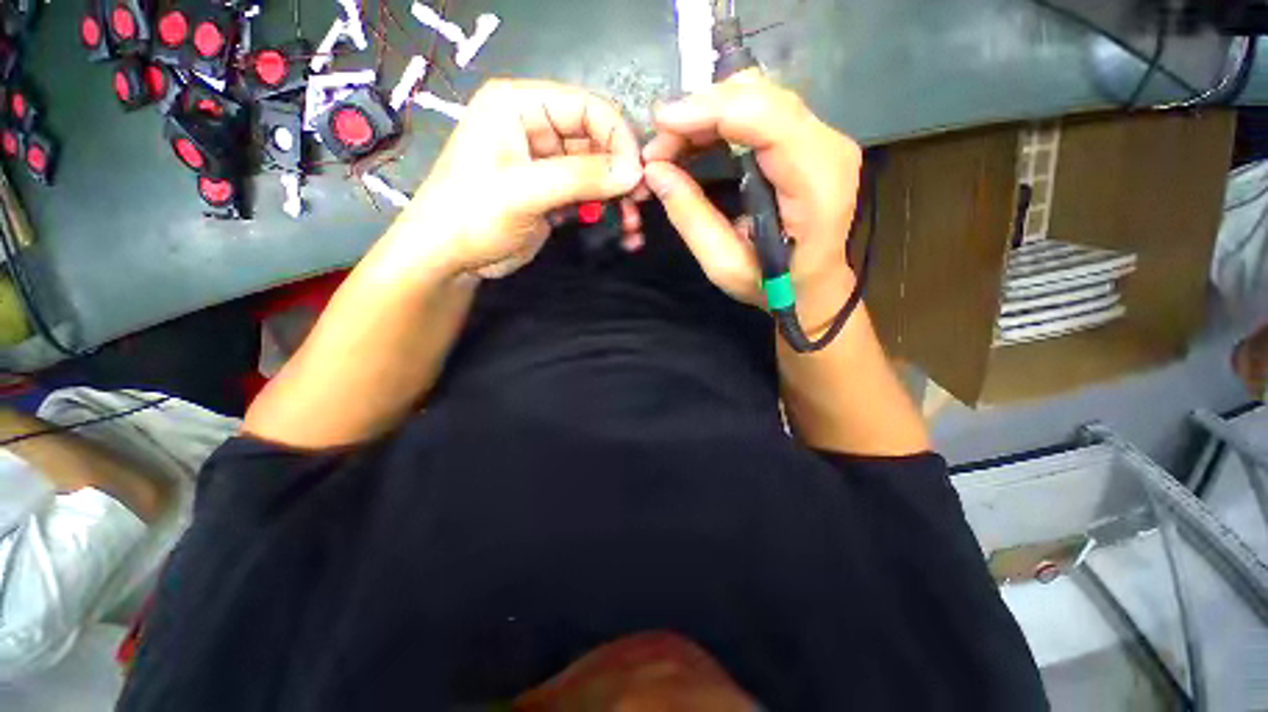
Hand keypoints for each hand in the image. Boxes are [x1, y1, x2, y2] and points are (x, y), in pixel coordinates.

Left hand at [390, 79, 644, 278]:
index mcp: (520, 105)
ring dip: (617, 195)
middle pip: (596, 139)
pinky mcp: (553, 192)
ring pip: (597, 169)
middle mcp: (536, 126)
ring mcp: (546, 162)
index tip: (638, 175)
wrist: (450, 258)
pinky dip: (606, 210)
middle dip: (620, 171)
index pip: (587, 106)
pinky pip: (590, 193)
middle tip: (640, 202)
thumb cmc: (473, 215)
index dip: (618, 137)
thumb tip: (634, 172)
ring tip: (632, 223)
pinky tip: (622, 228)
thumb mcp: (524, 192)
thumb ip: (580, 178)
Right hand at [642, 73, 862, 327]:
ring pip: (761, 95)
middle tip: (661, 145)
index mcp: (815, 184)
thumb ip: (691, 218)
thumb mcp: (725, 265)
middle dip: (701, 110)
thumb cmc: (774, 287)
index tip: (661, 124)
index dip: (709, 110)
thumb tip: (655, 171)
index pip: (765, 118)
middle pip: (761, 95)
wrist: (815, 288)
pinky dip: (724, 119)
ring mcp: (826, 139)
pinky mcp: (813, 140)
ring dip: (709, 113)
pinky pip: (764, 111)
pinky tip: (697, 140)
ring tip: (673, 145)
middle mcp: (829, 148)